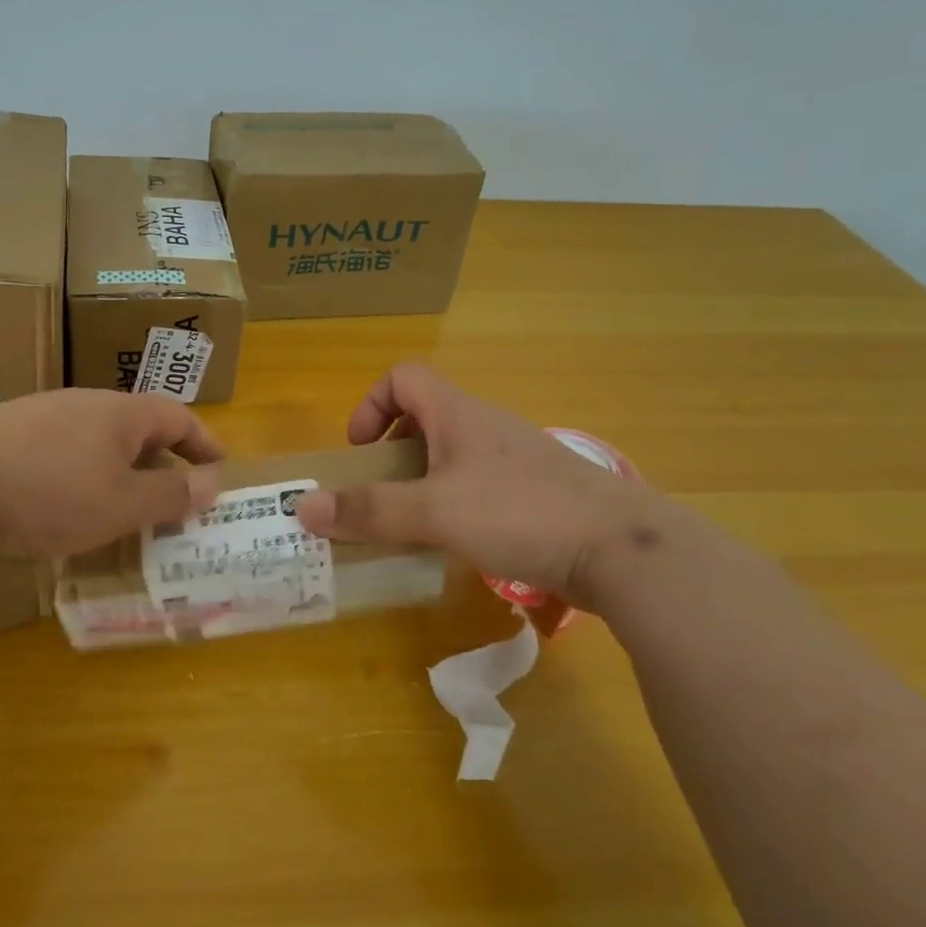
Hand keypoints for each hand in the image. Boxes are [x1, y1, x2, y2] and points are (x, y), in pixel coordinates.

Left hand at [0, 388, 224, 558]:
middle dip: (160, 461)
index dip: (203, 442)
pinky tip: (65, 513)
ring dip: (118, 473)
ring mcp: (40, 418)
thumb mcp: (122, 504)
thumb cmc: (50, 492)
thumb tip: (213, 483)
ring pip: (95, 443)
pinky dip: (80, 480)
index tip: (219, 468)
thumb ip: (170, 494)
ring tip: (124, 511)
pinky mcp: (5, 439)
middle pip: (136, 427)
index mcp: (120, 413)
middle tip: (173, 498)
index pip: (177, 416)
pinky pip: (60, 456)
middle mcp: (83, 405)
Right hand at [295, 364, 659, 611]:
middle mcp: (487, 426)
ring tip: (413, 526)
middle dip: (393, 452)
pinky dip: (456, 504)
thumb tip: (303, 507)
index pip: (404, 377)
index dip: (371, 404)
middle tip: (379, 495)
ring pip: (454, 454)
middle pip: (426, 416)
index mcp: (458, 413)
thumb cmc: (519, 512)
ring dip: (424, 481)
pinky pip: (481, 485)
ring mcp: (516, 458)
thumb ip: (369, 510)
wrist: (622, 549)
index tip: (360, 451)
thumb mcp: (434, 511)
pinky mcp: (538, 492)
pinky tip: (461, 544)